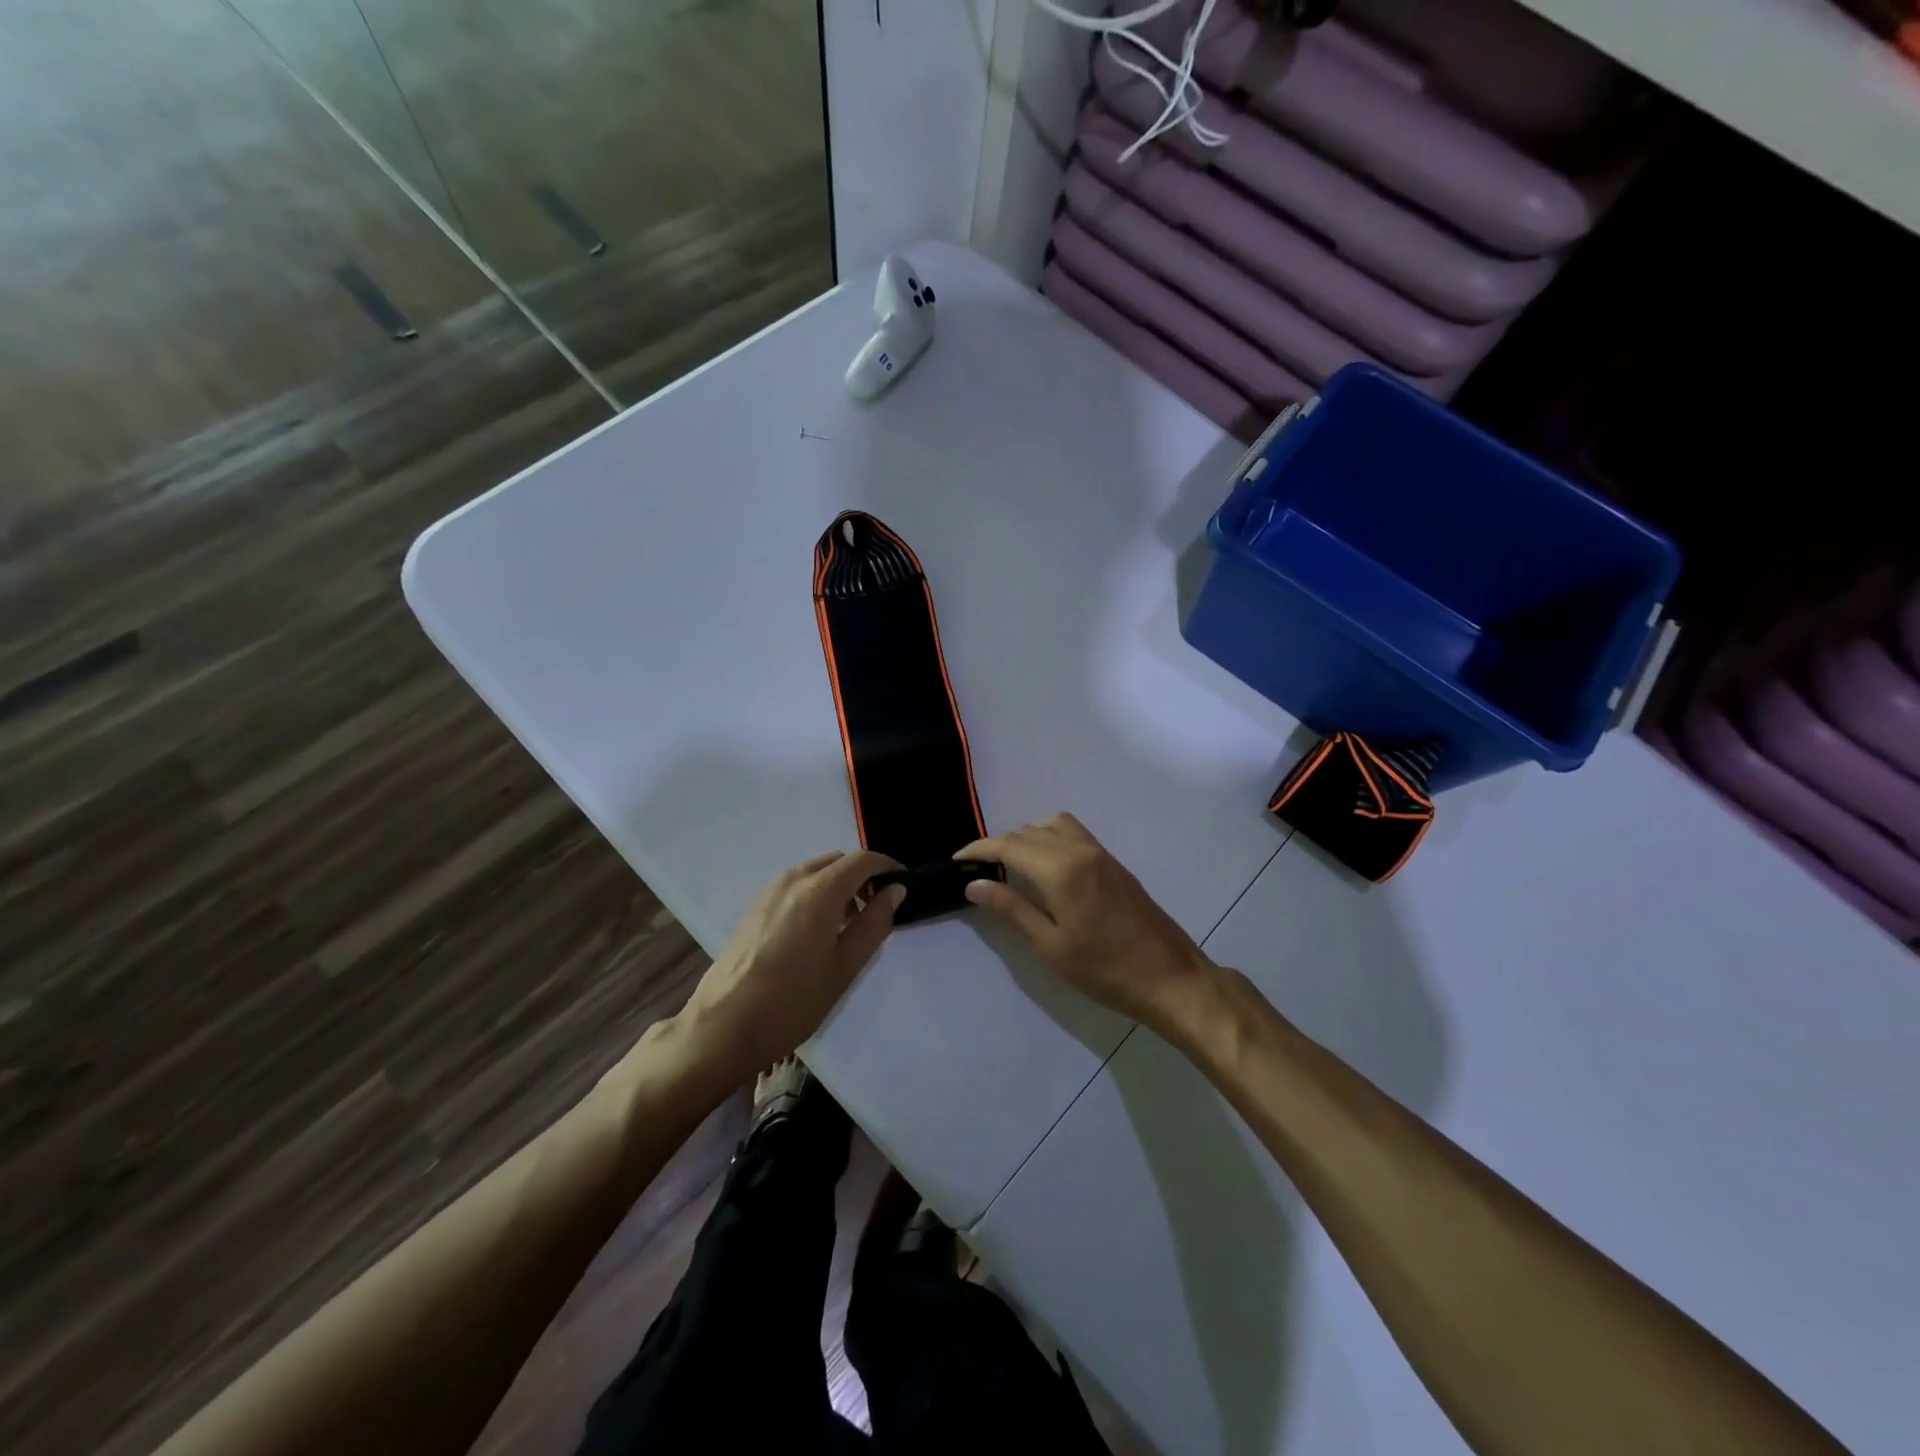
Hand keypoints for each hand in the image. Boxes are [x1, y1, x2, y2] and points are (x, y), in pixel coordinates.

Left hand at [676, 850, 904, 1085]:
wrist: (724, 1025)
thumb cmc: (792, 1001)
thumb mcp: (844, 967)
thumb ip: (874, 923)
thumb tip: (894, 890)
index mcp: (819, 890)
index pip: (862, 860)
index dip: (888, 867)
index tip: (903, 885)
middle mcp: (793, 879)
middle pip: (838, 861)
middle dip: (862, 876)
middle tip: (877, 910)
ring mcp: (770, 891)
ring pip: (815, 871)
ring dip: (838, 885)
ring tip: (848, 925)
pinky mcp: (755, 906)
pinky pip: (796, 884)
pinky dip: (816, 893)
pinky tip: (817, 931)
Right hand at [956, 813, 1217, 1030]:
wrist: (1170, 977)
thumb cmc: (1106, 970)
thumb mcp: (1051, 946)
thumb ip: (1011, 909)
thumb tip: (974, 884)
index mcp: (1061, 870)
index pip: (1009, 845)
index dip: (979, 849)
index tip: (957, 860)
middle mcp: (1080, 850)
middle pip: (1029, 831)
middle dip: (999, 844)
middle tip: (979, 869)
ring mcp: (1101, 853)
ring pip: (1053, 825)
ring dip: (1027, 836)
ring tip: (1010, 866)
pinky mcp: (1113, 862)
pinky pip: (1073, 833)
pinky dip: (1049, 838)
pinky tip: (1043, 868)